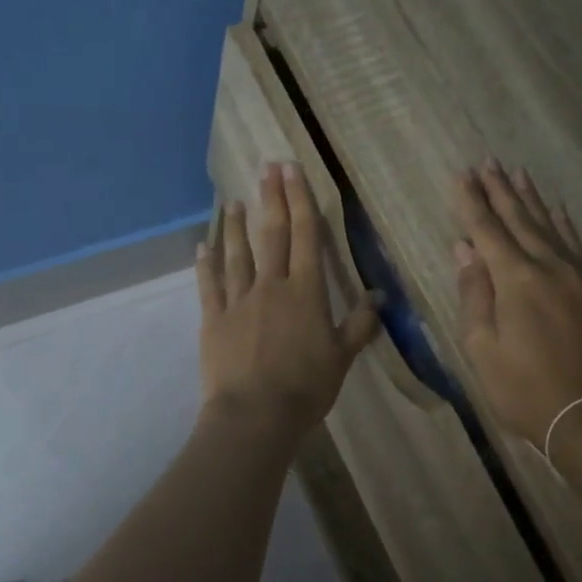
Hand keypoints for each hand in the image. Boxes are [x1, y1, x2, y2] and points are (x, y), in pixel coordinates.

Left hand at [197, 162, 378, 442]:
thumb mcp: (342, 357)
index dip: (301, 201)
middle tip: (267, 167)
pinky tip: (202, 246)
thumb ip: (360, 325)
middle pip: (271, 234)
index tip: (293, 171)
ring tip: (232, 200)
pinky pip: (209, 285)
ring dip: (234, 225)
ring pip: (237, 253)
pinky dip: (206, 264)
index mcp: (306, 292)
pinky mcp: (214, 319)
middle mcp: (271, 286)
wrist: (255, 414)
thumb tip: (379, 297)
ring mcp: (238, 300)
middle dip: (271, 198)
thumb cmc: (305, 387)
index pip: (305, 237)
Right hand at [452, 161, 581, 447]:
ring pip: (551, 226)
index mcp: (517, 280)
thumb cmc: (525, 389)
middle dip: (500, 191)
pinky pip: (577, 244)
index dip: (471, 202)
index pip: (487, 230)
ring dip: (531, 199)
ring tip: (518, 173)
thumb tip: (464, 250)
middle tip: (487, 162)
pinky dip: (563, 224)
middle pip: (520, 219)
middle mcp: (550, 267)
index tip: (460, 174)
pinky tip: (557, 210)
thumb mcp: (482, 348)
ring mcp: (580, 276)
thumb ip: (474, 294)